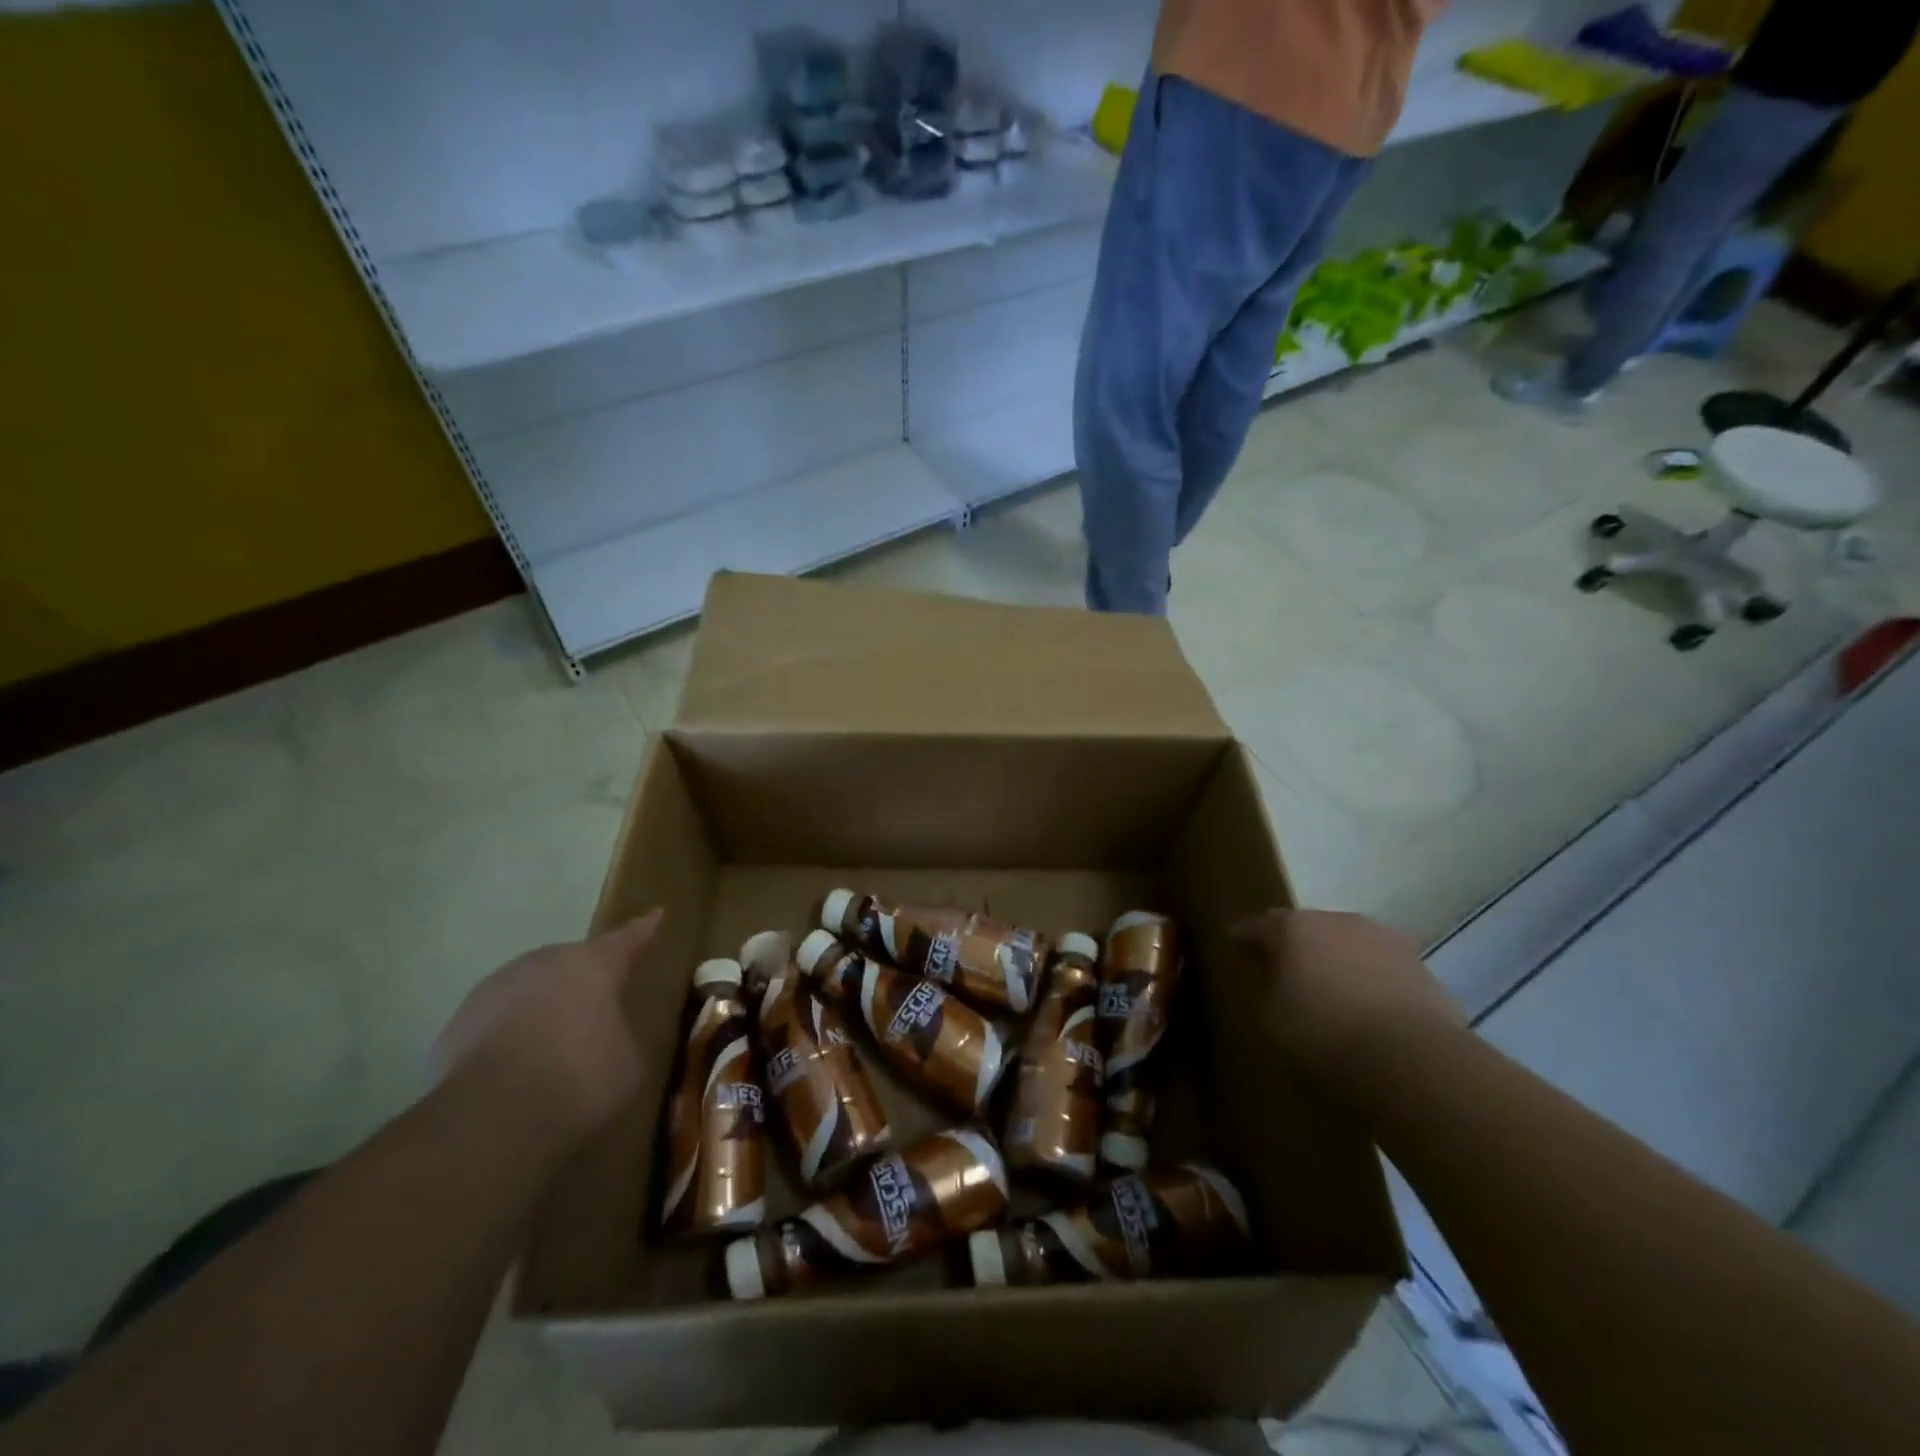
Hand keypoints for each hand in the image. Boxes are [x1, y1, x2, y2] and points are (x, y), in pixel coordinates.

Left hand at [432, 909, 662, 1141]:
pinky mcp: (457, 1023)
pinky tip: (513, 1069)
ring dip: (543, 1007)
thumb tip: (622, 1035)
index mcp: (595, 964)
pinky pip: (495, 1021)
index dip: (644, 929)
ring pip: (530, 989)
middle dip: (585, 980)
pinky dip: (508, 1035)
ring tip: (552, 1045)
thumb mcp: (632, 1062)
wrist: (490, 1118)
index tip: (656, 913)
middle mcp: (545, 962)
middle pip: (572, 962)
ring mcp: (496, 988)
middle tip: (598, 1007)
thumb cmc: (580, 1078)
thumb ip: (629, 1036)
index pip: (628, 938)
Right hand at [1234, 908, 1464, 1074]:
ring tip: (1334, 990)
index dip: (1246, 935)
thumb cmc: (1324, 1033)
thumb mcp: (1272, 1016)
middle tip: (1286, 968)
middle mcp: (1339, 921)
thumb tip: (1279, 981)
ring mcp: (1387, 941)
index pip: (1260, 925)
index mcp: (1294, 927)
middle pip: (1310, 928)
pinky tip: (1372, 1011)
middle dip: (1298, 945)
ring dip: (1340, 961)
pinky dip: (1374, 984)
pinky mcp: (1424, 969)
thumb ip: (1271, 988)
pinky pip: (1385, 972)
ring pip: (1352, 946)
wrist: (1412, 1059)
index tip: (1235, 942)